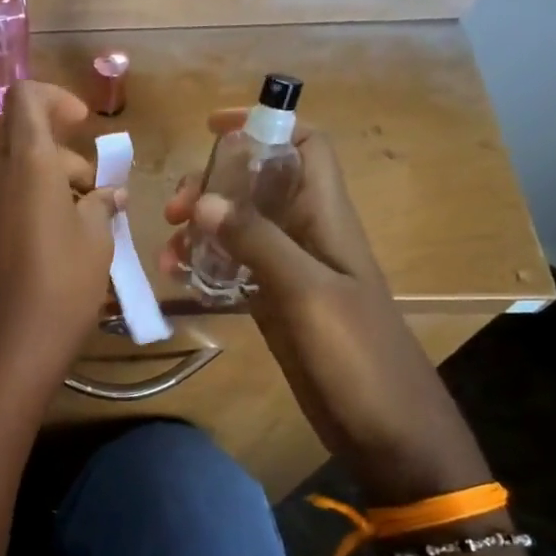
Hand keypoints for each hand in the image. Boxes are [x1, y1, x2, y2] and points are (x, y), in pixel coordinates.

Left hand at [0, 80, 121, 396]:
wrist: (5, 350)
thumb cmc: (62, 288)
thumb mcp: (97, 242)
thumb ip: (101, 205)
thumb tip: (106, 194)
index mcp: (26, 165)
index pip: (26, 99)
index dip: (56, 99)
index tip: (82, 126)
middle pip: (23, 140)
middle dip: (62, 155)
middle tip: (94, 195)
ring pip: (11, 173)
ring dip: (46, 182)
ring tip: (81, 225)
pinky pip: (0, 202)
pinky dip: (27, 205)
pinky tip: (52, 246)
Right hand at [161, 111, 489, 504]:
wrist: (387, 430)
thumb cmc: (358, 355)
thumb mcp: (307, 292)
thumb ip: (257, 241)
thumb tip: (202, 199)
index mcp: (326, 219)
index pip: (305, 148)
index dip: (266, 126)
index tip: (213, 129)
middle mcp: (307, 235)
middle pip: (257, 186)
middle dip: (212, 186)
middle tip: (173, 212)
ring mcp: (289, 272)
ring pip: (238, 228)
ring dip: (200, 231)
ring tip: (167, 256)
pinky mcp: (275, 305)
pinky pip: (234, 269)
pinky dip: (205, 266)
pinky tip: (180, 280)